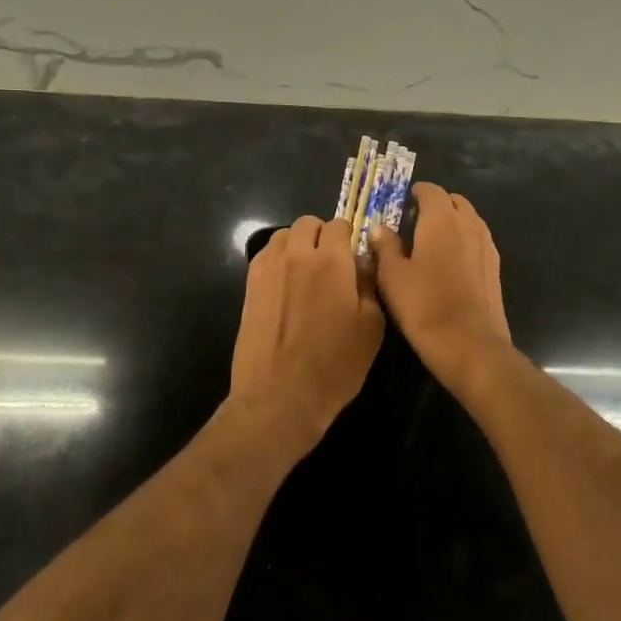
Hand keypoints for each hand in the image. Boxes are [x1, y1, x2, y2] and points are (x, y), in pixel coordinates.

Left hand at [229, 215, 384, 456]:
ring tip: (305, 272)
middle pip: (308, 223)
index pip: (340, 225)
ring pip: (284, 235)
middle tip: (330, 263)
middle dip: (321, 235)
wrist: (279, 397)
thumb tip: (361, 261)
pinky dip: (278, 259)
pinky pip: (266, 255)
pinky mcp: (249, 284)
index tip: (353, 259)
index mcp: (331, 260)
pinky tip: (285, 285)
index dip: (349, 238)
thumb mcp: (371, 327)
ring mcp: (268, 267)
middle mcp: (297, 254)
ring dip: (297, 244)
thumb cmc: (334, 365)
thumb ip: (369, 284)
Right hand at [369, 184, 512, 393]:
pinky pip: (478, 240)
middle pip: (454, 201)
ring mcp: (486, 244)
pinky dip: (464, 241)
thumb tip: (380, 228)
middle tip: (414, 224)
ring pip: (469, 219)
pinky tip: (449, 264)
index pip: (430, 190)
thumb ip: (385, 246)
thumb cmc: (424, 305)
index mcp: (441, 219)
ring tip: (431, 243)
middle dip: (436, 205)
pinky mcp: (495, 266)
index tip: (401, 205)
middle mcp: (468, 223)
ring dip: (452, 222)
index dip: (415, 193)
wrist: (469, 344)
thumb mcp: (392, 276)